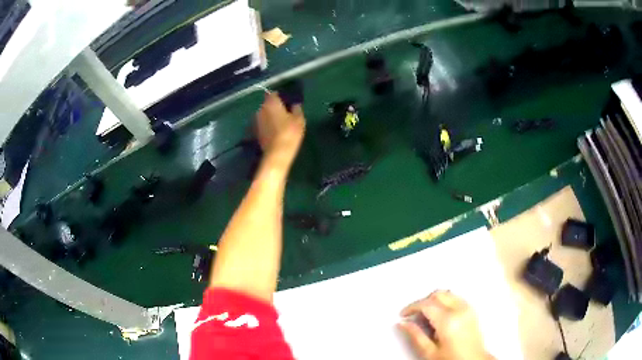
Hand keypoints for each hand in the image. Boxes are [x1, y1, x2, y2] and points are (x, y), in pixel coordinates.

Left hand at [255, 93, 304, 169]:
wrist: (277, 153)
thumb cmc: (289, 133)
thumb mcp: (299, 119)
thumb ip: (297, 108)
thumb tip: (295, 104)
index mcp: (271, 103)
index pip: (274, 94)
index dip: (280, 96)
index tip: (287, 101)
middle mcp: (261, 109)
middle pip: (268, 104)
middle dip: (275, 106)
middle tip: (286, 112)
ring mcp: (256, 121)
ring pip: (264, 114)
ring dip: (271, 116)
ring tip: (281, 122)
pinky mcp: (256, 132)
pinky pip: (263, 124)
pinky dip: (268, 125)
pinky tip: (276, 131)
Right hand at [399, 291, 493, 359]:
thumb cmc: (452, 359)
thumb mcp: (429, 352)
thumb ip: (415, 336)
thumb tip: (403, 323)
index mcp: (448, 321)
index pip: (427, 304)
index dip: (412, 307)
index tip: (403, 314)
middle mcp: (460, 310)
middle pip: (438, 294)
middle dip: (423, 301)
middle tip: (413, 315)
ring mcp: (468, 308)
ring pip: (448, 293)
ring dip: (435, 300)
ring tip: (426, 316)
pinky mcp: (472, 311)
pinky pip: (456, 298)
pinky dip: (445, 301)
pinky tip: (440, 315)